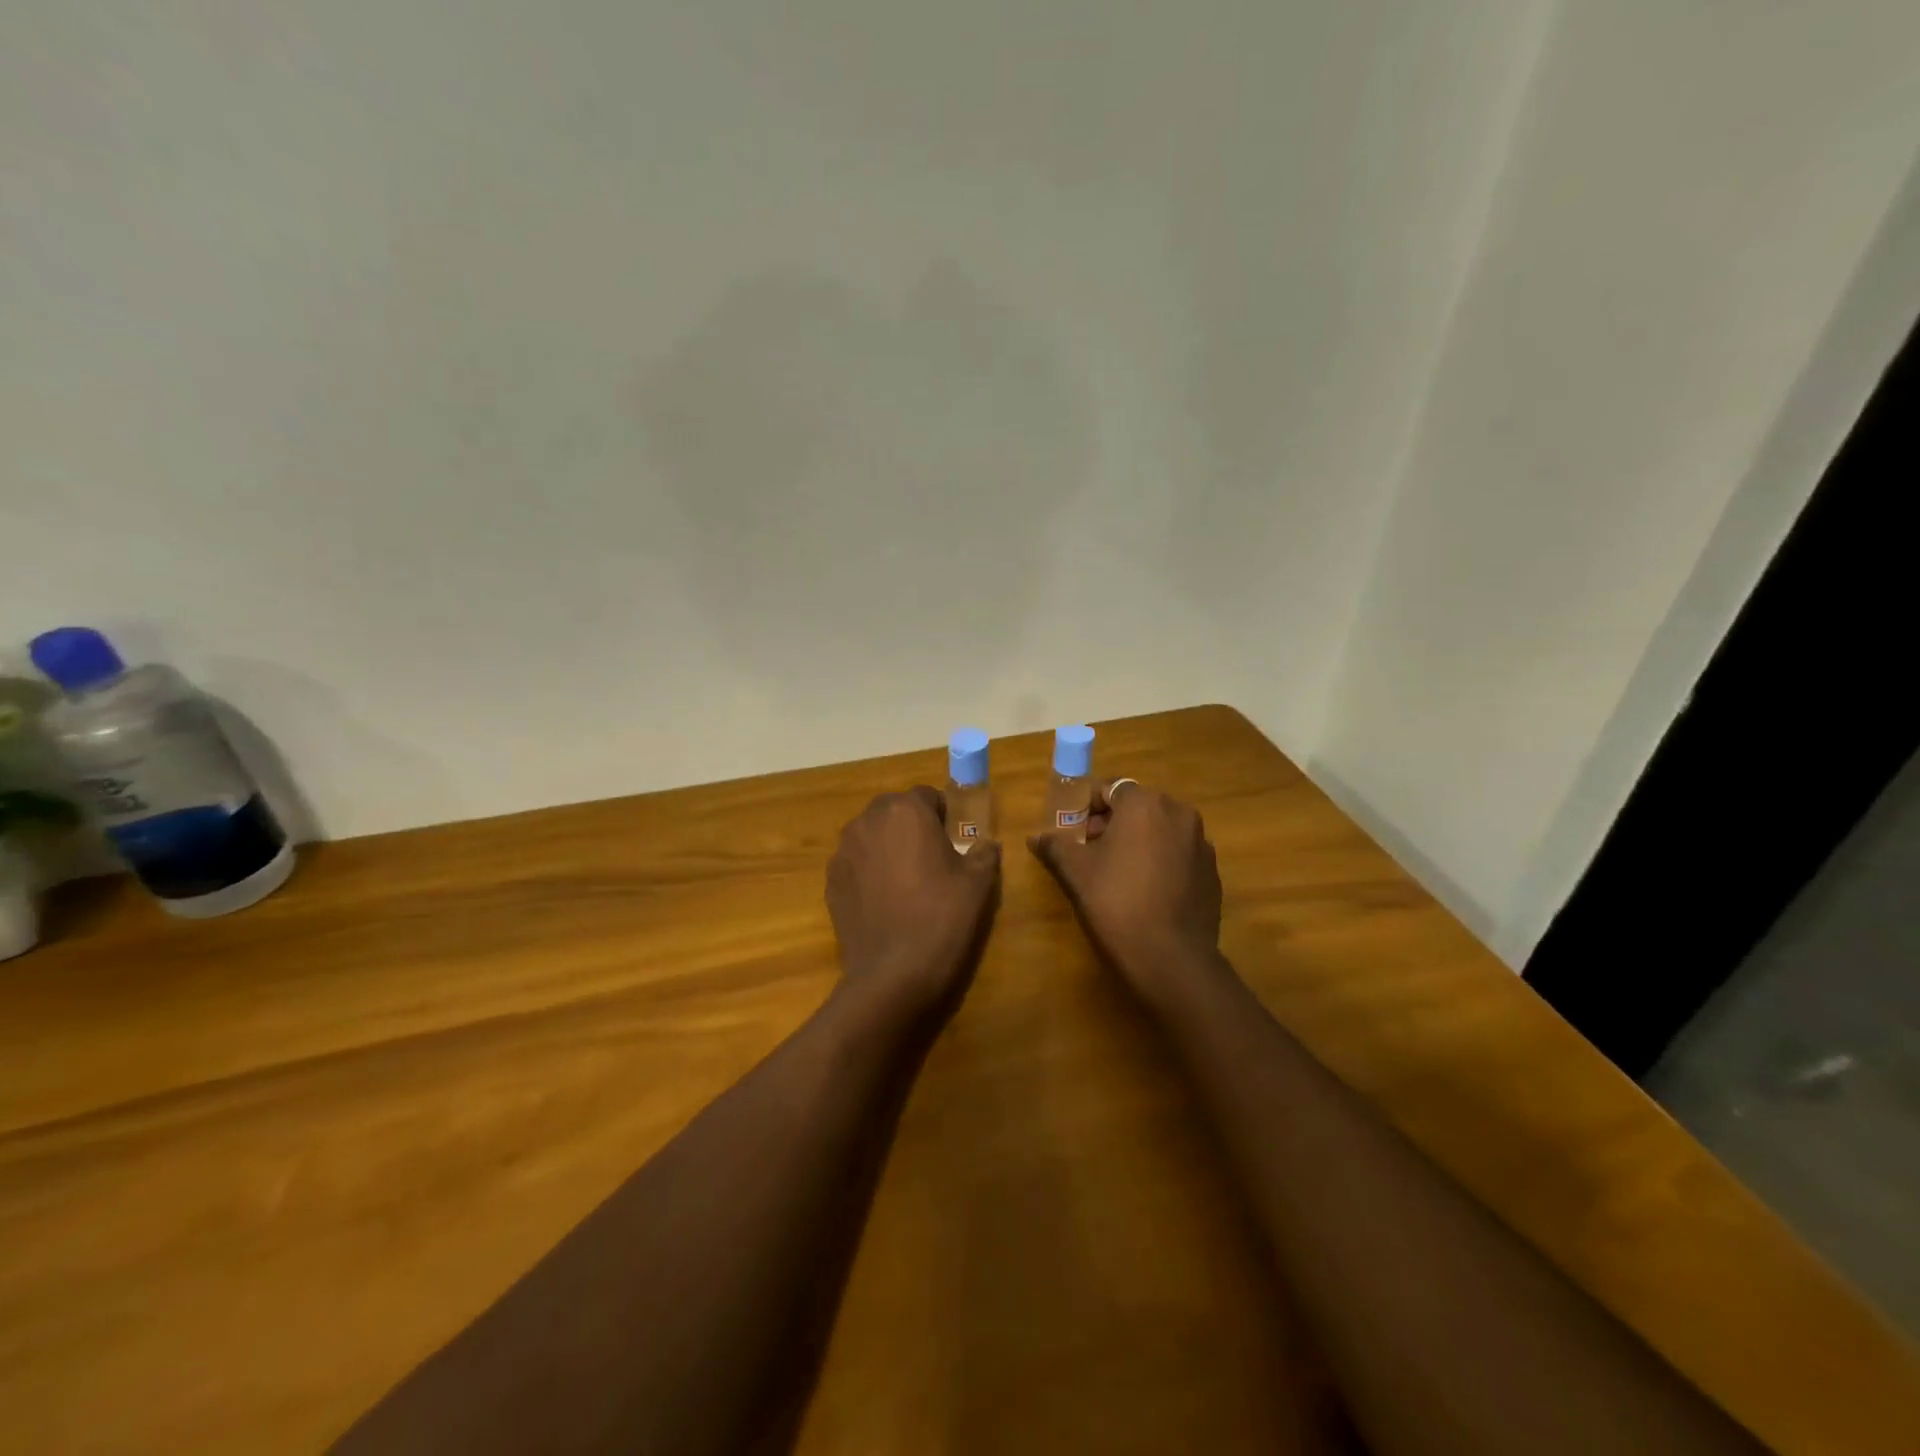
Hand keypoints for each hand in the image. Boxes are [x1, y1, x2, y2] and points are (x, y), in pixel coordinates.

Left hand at [827, 786, 1000, 1023]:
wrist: (894, 974)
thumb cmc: (942, 917)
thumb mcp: (979, 882)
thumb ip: (984, 852)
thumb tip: (986, 844)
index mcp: (906, 810)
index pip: (927, 796)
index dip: (943, 815)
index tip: (954, 841)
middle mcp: (868, 821)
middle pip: (894, 812)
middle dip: (911, 827)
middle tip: (932, 860)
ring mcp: (843, 851)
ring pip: (871, 836)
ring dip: (888, 848)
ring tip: (906, 883)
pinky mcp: (830, 881)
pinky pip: (855, 864)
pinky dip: (869, 873)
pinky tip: (884, 903)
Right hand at [1029, 782, 1226, 1007]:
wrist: (1170, 958)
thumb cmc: (1116, 902)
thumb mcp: (1076, 872)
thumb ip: (1055, 845)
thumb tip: (1035, 836)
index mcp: (1145, 804)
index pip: (1110, 789)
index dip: (1087, 807)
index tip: (1073, 831)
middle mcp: (1180, 814)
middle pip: (1138, 808)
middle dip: (1112, 824)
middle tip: (1089, 852)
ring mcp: (1201, 844)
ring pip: (1161, 831)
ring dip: (1138, 842)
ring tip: (1116, 873)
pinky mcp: (1212, 873)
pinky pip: (1179, 855)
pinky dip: (1160, 862)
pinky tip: (1145, 892)